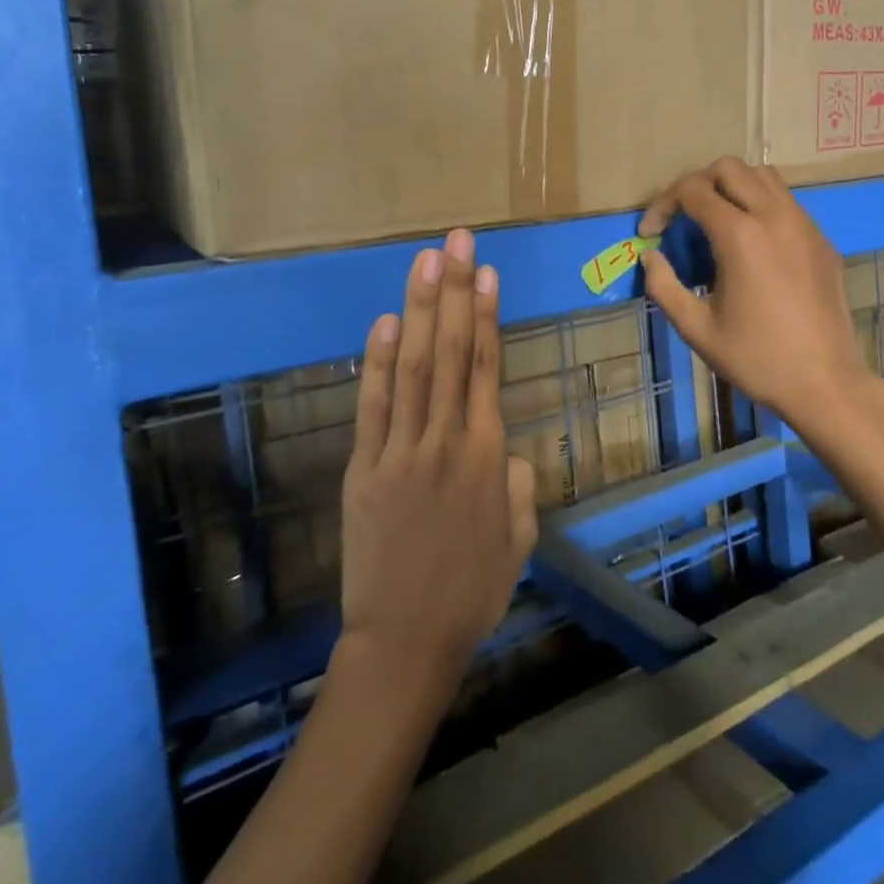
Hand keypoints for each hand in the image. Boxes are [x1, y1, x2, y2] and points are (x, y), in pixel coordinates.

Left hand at [339, 228, 539, 688]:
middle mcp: (446, 441)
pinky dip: (377, 363)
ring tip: (425, 263)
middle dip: (454, 292)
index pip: (488, 367)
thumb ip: (519, 483)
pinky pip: (373, 407)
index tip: (485, 271)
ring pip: (412, 368)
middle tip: (456, 242)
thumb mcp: (520, 537)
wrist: (406, 641)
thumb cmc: (473, 591)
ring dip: (419, 311)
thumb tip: (503, 447)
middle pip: (451, 352)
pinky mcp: (364, 468)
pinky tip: (386, 323)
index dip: (486, 315)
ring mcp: (400, 451)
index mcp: (489, 456)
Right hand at [639, 158, 877, 428]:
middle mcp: (774, 216)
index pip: (692, 191)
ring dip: (732, 188)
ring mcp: (804, 225)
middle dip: (697, 185)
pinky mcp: (822, 240)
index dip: (663, 205)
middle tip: (682, 220)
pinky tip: (753, 246)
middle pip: (728, 169)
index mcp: (740, 235)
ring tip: (716, 223)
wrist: (825, 383)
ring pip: (763, 177)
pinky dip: (761, 206)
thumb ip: (664, 286)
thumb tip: (650, 257)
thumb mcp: (696, 328)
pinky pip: (787, 203)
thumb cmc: (756, 358)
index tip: (650, 234)